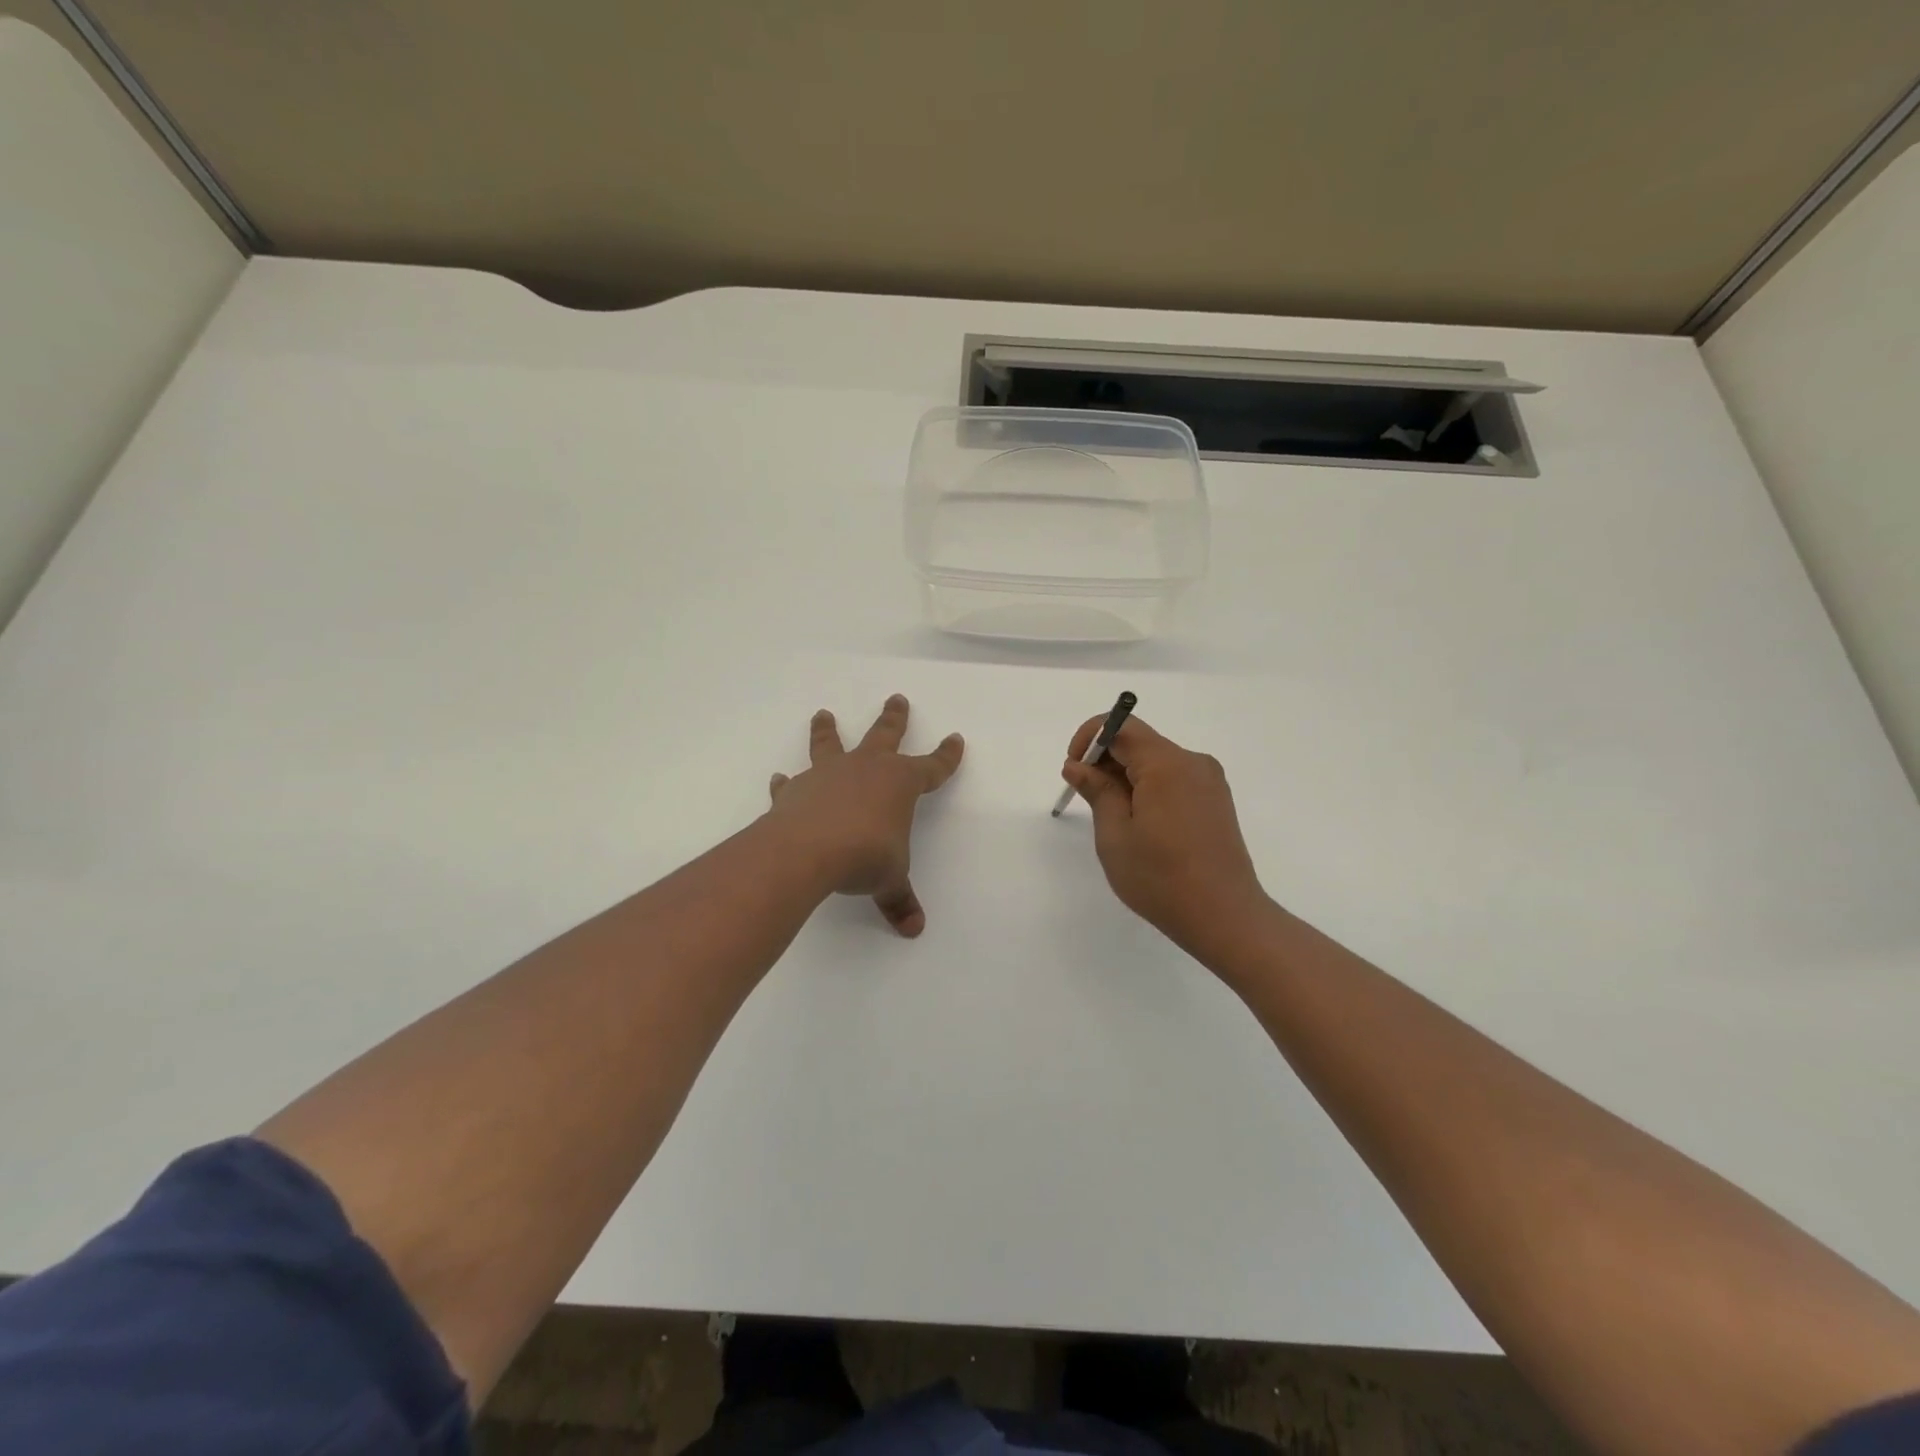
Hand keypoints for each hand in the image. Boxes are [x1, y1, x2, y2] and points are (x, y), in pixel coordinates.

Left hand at [767, 694, 964, 936]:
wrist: (808, 850)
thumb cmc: (864, 856)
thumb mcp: (889, 879)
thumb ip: (899, 900)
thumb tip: (914, 928)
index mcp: (899, 783)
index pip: (932, 767)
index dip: (946, 756)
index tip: (956, 739)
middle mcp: (866, 769)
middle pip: (885, 735)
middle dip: (894, 718)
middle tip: (896, 698)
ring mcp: (829, 774)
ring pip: (832, 744)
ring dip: (827, 729)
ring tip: (822, 714)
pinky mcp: (797, 789)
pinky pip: (793, 782)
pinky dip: (787, 782)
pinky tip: (780, 779)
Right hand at [1062, 716, 1270, 963]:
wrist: (1225, 917)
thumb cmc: (1160, 878)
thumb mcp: (1115, 834)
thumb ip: (1096, 790)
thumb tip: (1078, 765)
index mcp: (1166, 764)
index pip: (1121, 726)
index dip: (1089, 738)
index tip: (1074, 769)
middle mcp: (1192, 762)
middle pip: (1139, 742)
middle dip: (1106, 760)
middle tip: (1087, 799)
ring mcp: (1209, 782)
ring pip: (1156, 762)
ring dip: (1126, 777)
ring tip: (1114, 820)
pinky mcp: (1216, 801)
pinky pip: (1174, 780)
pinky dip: (1149, 789)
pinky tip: (1143, 827)